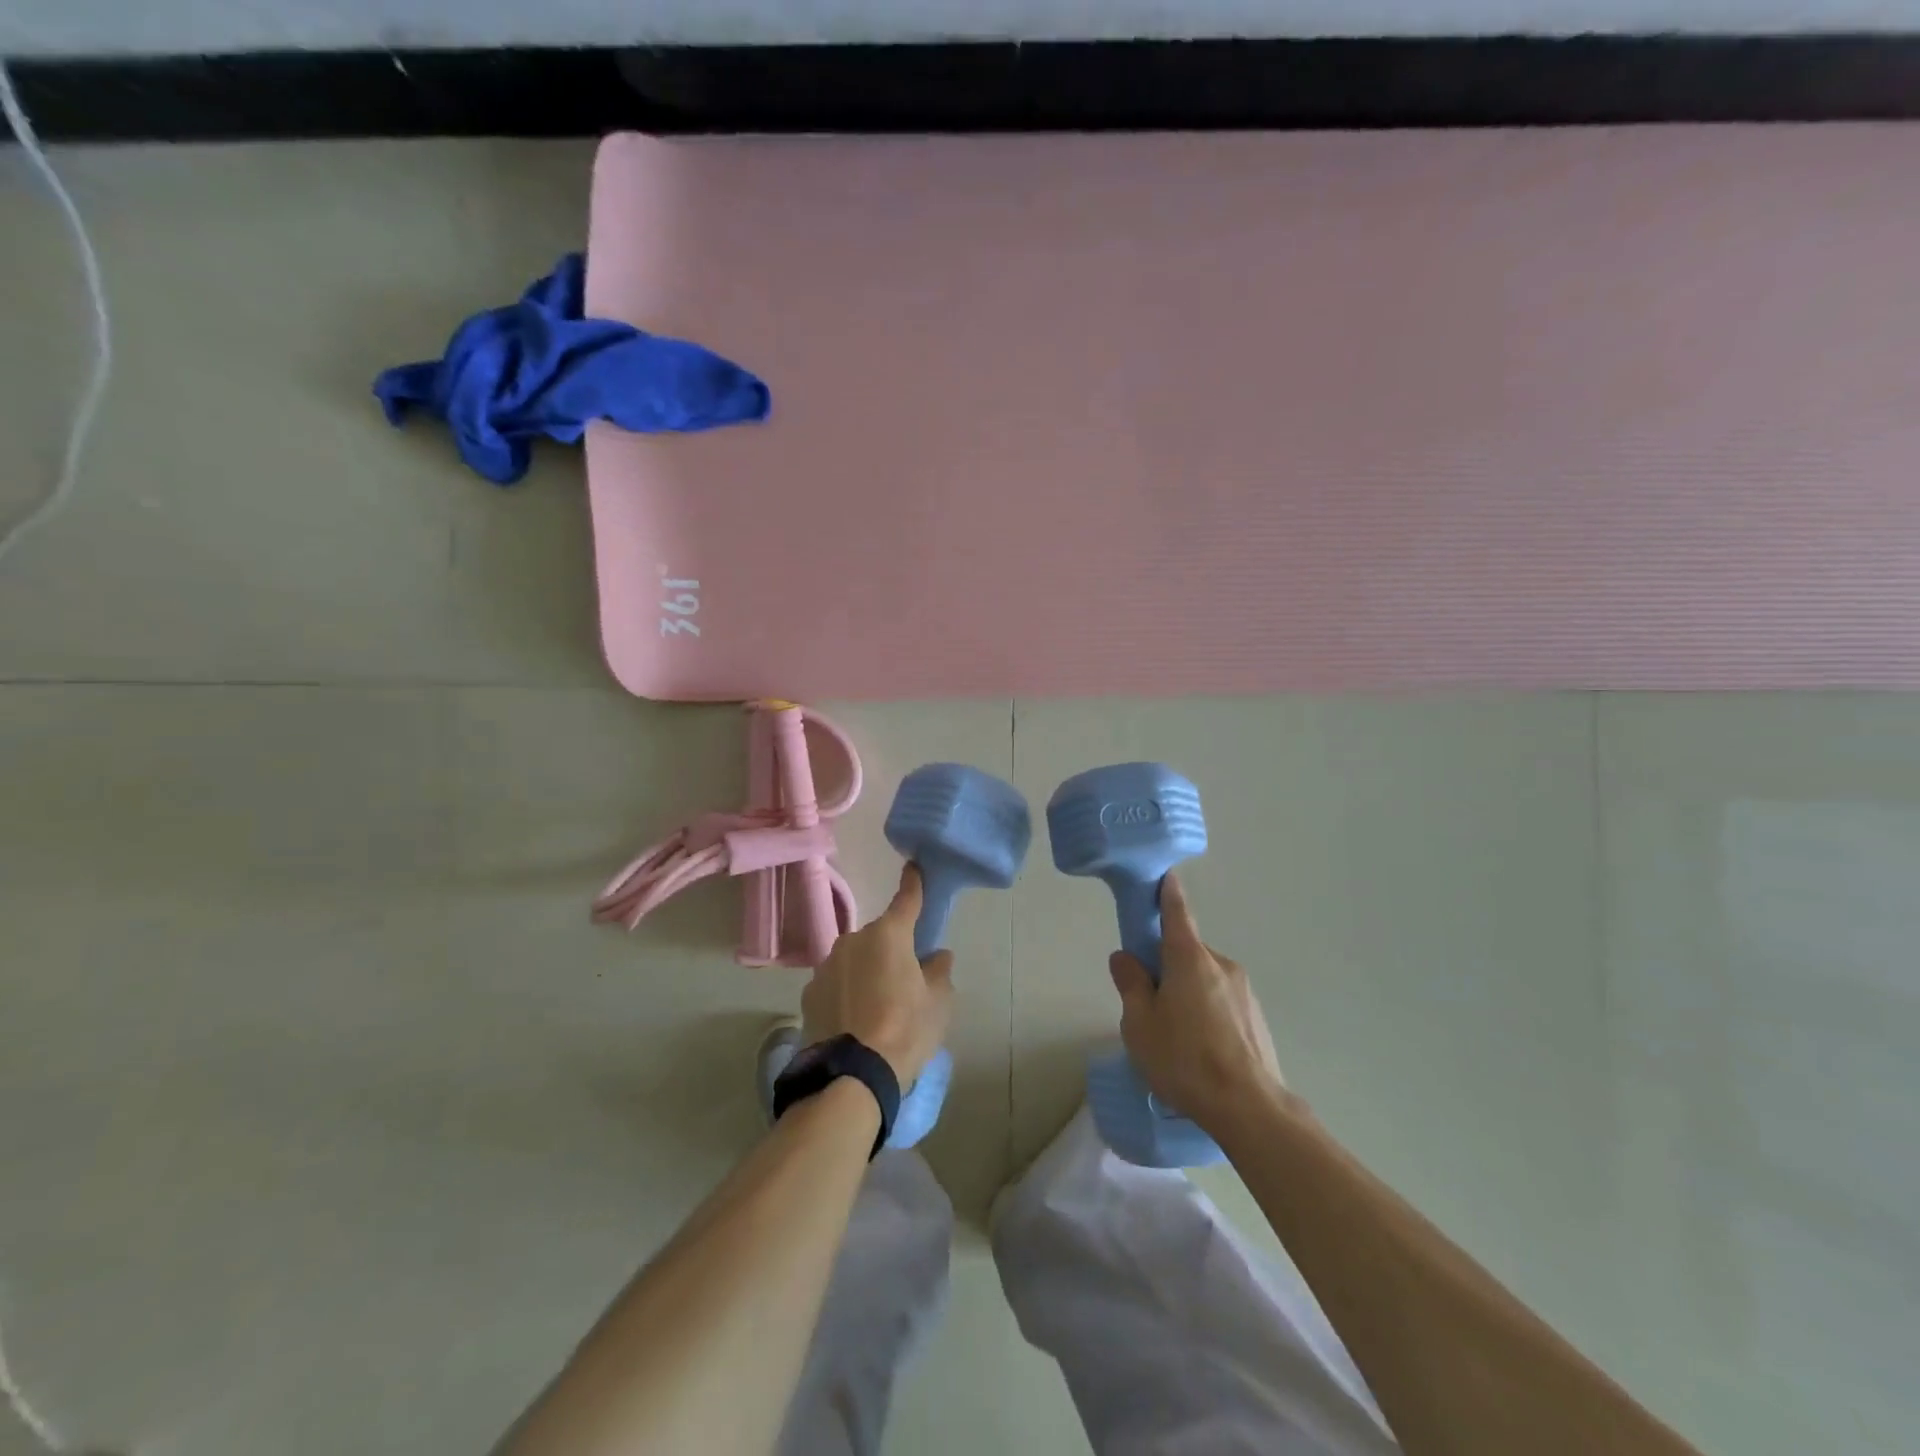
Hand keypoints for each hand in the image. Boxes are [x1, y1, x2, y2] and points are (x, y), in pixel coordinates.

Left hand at [801, 864, 954, 1084]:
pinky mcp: (809, 993)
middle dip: (891, 949)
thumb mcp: (938, 1004)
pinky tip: (854, 1020)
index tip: (914, 867)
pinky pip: (836, 983)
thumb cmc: (905, 1031)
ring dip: (866, 971)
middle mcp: (853, 940)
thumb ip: (939, 973)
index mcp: (889, 935)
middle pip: (879, 936)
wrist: (851, 1075)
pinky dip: (846, 992)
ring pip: (855, 960)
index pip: (907, 899)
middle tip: (904, 979)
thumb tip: (936, 956)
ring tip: (877, 1007)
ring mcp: (827, 966)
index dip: (913, 883)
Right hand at [1107, 873, 1289, 1135]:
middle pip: (1186, 953)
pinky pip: (1222, 1003)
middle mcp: (1221, 965)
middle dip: (1167, 968)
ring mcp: (1244, 991)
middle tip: (1149, 1004)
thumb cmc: (1185, 1059)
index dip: (1167, 893)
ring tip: (1176, 1040)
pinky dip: (1207, 1014)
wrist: (1250, 1108)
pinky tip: (1200, 1052)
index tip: (1164, 876)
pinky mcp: (1256, 1018)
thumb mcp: (1140, 1024)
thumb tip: (1125, 957)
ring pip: (1204, 981)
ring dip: (1188, 994)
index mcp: (1189, 959)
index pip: (1177, 913)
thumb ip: (1131, 985)